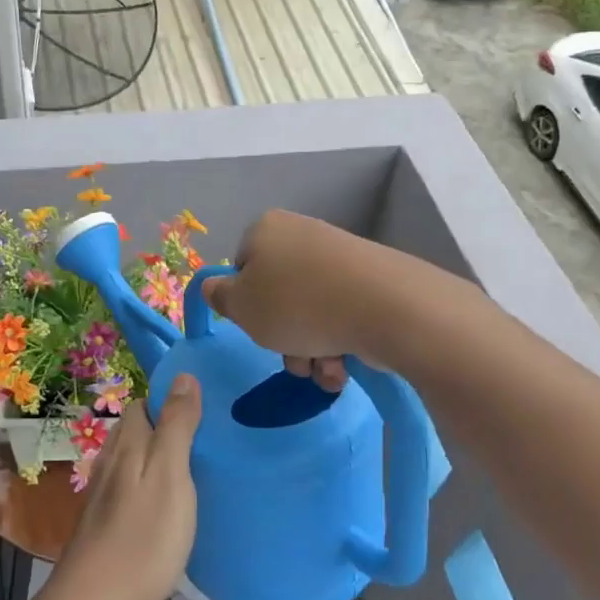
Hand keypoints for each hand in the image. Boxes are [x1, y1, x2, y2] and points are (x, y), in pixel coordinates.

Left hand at [53, 377, 201, 599]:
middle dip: (167, 428)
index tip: (205, 413)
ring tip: (195, 473)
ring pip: (133, 460)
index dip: (171, 401)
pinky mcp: (104, 522)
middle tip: (207, 444)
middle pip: (137, 430)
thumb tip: (184, 376)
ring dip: (159, 459)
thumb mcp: (170, 475)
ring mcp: (103, 494)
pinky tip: (169, 508)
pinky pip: (131, 488)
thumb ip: (177, 425)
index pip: (144, 403)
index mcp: (127, 444)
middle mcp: (110, 461)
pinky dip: (151, 487)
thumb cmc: (142, 538)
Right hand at [200, 210, 393, 391]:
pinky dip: (338, 343)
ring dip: (310, 349)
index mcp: (267, 229)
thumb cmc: (297, 305)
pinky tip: (344, 366)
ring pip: (310, 311)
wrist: (385, 308)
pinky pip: (341, 314)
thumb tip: (214, 286)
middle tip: (292, 359)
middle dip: (282, 336)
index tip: (256, 326)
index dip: (245, 303)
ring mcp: (341, 257)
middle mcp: (303, 235)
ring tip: (323, 370)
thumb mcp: (241, 307)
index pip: (241, 267)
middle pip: (278, 294)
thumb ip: (219, 296)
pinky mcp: (372, 280)